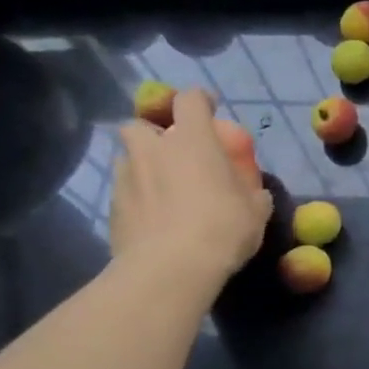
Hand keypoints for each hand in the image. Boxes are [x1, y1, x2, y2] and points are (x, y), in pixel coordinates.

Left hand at [110, 88, 271, 290]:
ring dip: (142, 165)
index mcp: (192, 140)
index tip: (210, 109)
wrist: (170, 269)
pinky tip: (153, 218)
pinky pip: (124, 191)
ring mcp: (127, 177)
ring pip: (128, 158)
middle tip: (173, 152)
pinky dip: (137, 198)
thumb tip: (254, 192)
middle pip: (141, 124)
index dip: (200, 101)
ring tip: (161, 188)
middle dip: (154, 133)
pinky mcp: (112, 208)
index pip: (190, 100)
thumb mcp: (255, 210)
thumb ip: (252, 192)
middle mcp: (153, 150)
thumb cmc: (222, 228)